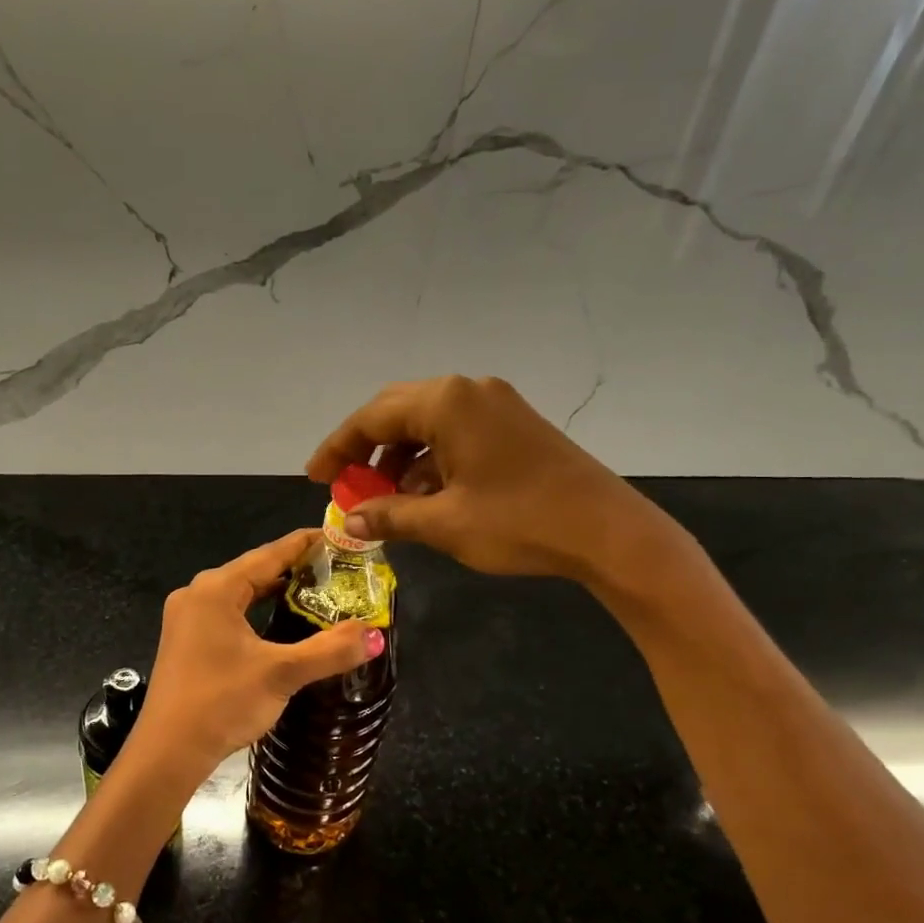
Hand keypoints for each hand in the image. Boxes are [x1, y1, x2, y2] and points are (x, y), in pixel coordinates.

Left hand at [130, 530, 382, 785]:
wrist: (166, 753)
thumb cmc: (221, 703)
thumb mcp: (281, 673)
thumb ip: (329, 650)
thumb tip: (375, 635)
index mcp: (215, 589)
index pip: (270, 553)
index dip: (307, 544)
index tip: (340, 538)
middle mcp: (197, 594)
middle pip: (254, 570)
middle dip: (295, 568)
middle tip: (338, 570)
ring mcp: (187, 618)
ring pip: (241, 593)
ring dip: (276, 591)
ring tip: (318, 591)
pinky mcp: (186, 641)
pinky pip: (229, 613)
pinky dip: (257, 611)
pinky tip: (280, 622)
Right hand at [307, 375, 689, 590]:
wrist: (608, 531)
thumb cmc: (519, 522)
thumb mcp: (444, 523)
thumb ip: (389, 515)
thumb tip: (348, 520)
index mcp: (446, 402)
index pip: (372, 418)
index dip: (337, 449)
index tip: (315, 476)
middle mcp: (468, 391)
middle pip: (397, 412)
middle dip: (366, 449)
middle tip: (344, 483)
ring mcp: (496, 405)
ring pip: (428, 424)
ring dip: (400, 459)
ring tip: (385, 500)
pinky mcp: (515, 425)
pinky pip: (457, 434)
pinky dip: (432, 462)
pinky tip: (426, 497)